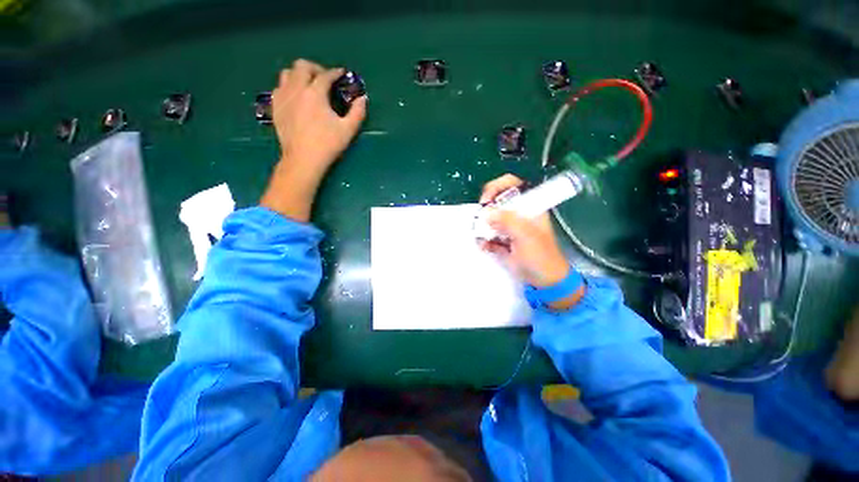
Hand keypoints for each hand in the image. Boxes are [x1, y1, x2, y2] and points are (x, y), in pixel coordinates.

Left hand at [261, 59, 366, 220]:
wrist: (303, 159)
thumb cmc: (327, 144)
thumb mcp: (348, 130)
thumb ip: (357, 112)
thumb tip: (363, 98)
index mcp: (315, 93)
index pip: (325, 75)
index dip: (335, 73)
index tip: (341, 74)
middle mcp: (296, 89)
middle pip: (302, 66)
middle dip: (315, 68)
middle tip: (324, 79)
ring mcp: (283, 97)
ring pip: (287, 73)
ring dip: (299, 75)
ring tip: (308, 86)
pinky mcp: (275, 106)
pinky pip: (279, 87)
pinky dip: (289, 87)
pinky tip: (296, 98)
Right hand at [478, 174, 583, 309]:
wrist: (544, 281)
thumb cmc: (541, 256)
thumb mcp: (526, 236)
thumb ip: (508, 221)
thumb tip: (487, 213)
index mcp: (529, 206)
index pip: (512, 184)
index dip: (497, 187)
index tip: (487, 200)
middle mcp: (517, 214)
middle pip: (496, 201)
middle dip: (486, 210)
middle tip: (481, 221)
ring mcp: (508, 227)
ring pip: (489, 219)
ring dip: (482, 227)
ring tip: (483, 238)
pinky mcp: (501, 240)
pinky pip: (487, 235)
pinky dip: (483, 240)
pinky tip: (484, 246)